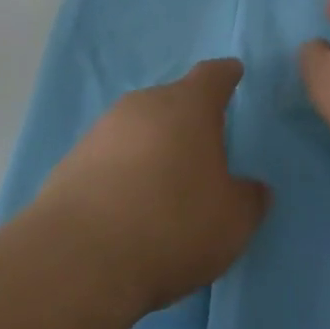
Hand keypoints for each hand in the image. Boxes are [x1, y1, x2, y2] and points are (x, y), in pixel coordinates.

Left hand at [32, 59, 268, 315]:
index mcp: (189, 105)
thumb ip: (248, 199)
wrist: (81, 256)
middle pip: (173, 99)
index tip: (233, 73)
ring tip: (164, 182)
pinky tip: (128, 204)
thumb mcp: (231, 222)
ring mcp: (105, 127)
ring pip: (140, 126)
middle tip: (203, 147)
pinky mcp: (74, 157)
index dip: (226, 75)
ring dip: (153, 144)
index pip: (213, 75)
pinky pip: (111, 154)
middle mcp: (146, 102)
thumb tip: (255, 188)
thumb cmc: (173, 225)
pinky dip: (124, 169)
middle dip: (188, 118)